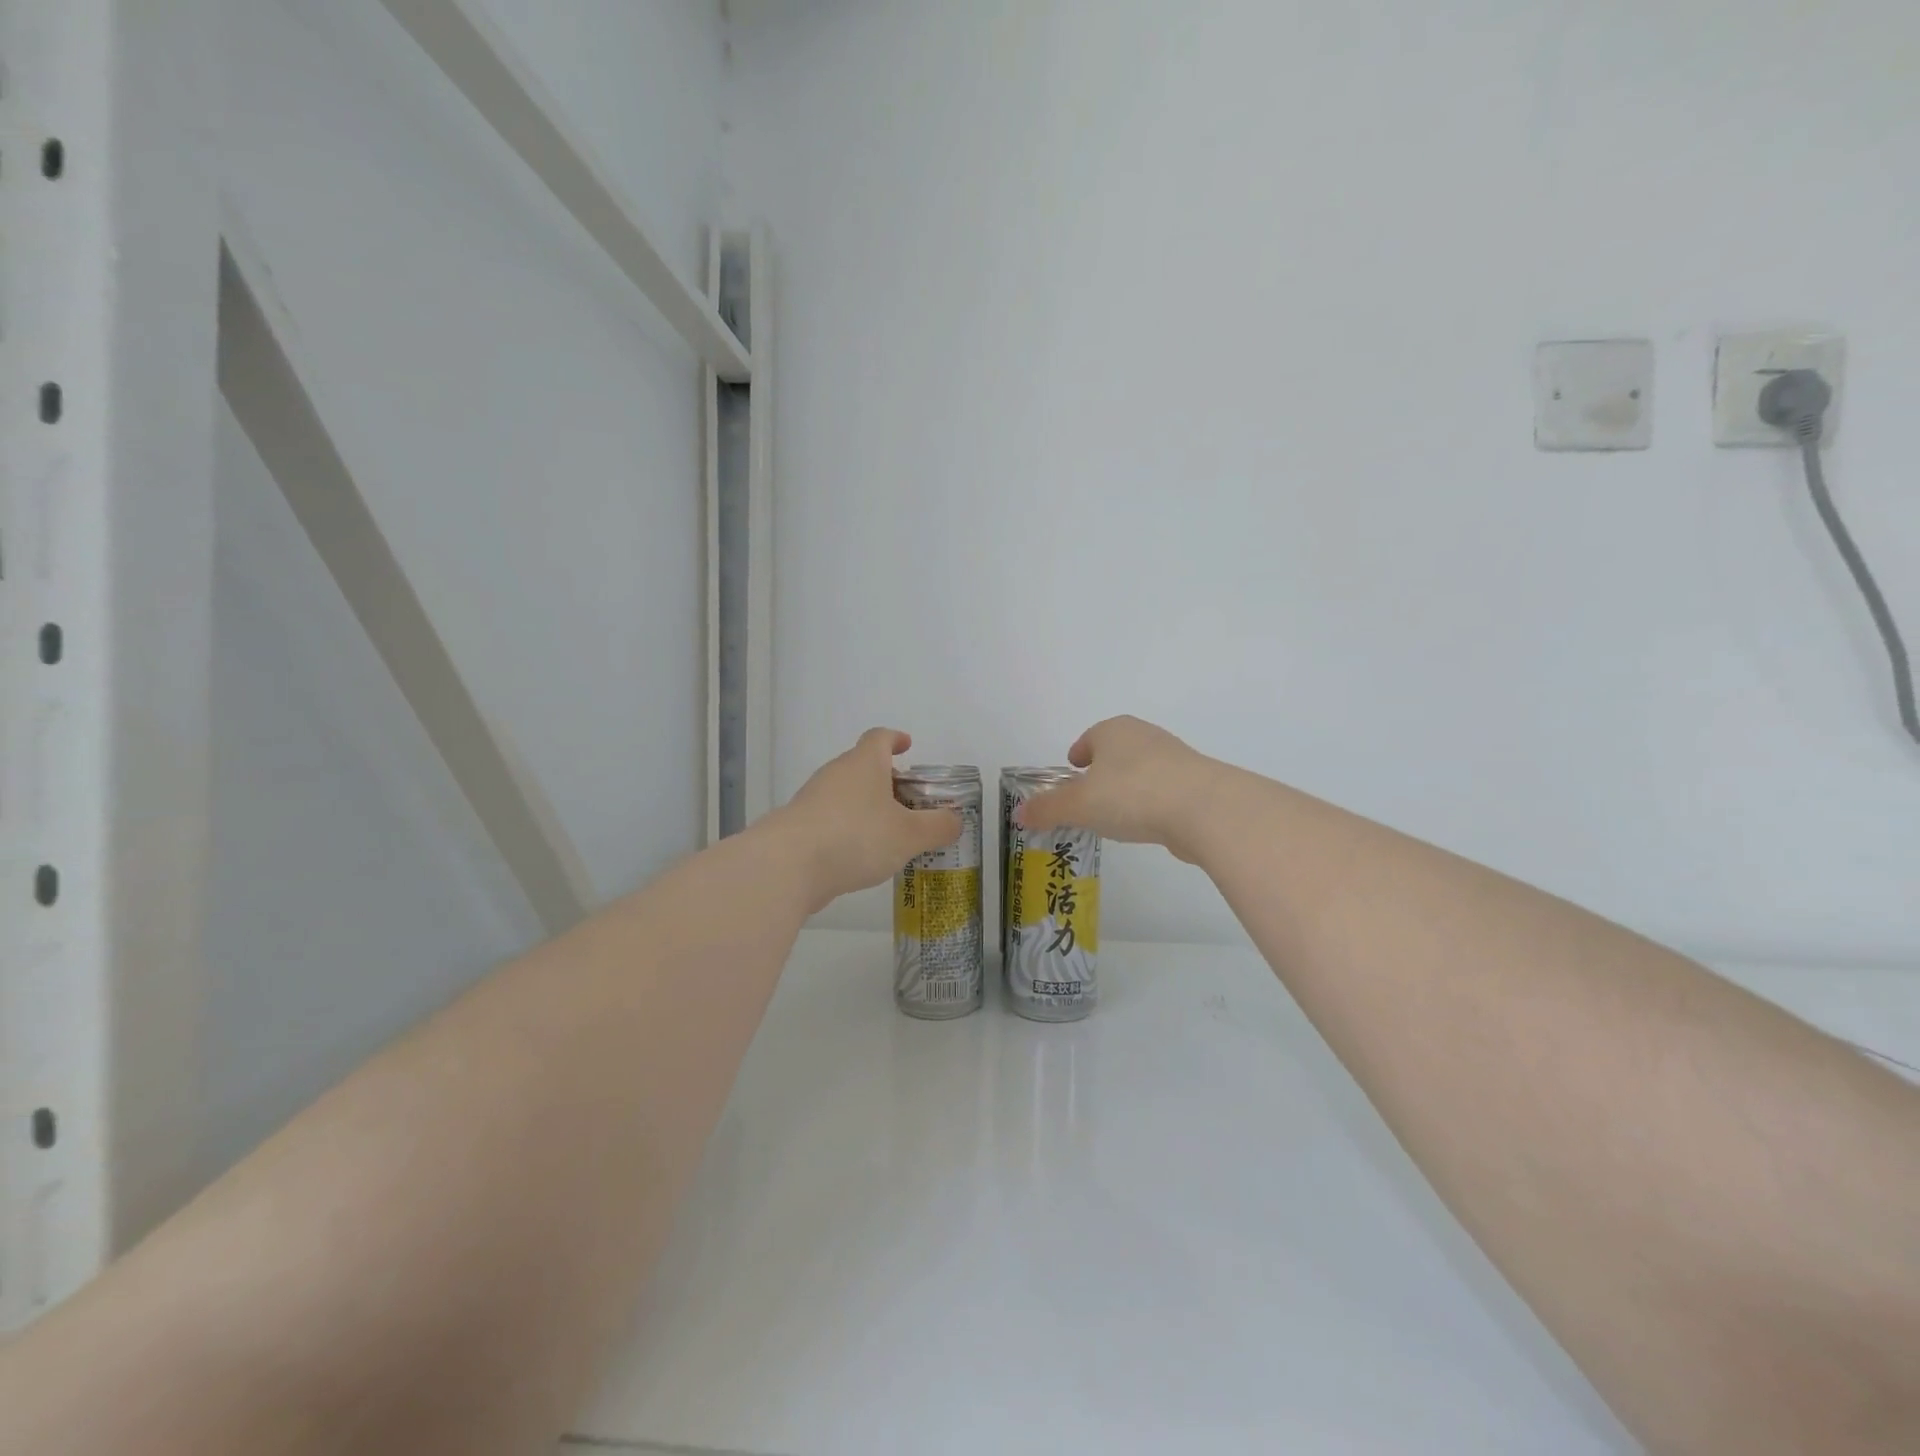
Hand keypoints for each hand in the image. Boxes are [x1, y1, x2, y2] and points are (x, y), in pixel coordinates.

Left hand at [768, 729, 961, 909]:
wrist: (788, 866)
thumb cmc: (856, 837)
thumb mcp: (910, 835)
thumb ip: (937, 827)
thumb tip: (955, 820)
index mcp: (864, 764)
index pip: (879, 738)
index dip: (895, 739)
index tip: (907, 745)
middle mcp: (836, 774)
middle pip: (862, 767)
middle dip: (886, 781)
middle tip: (908, 802)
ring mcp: (812, 800)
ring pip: (846, 796)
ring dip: (867, 809)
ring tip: (890, 835)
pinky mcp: (798, 828)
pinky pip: (831, 821)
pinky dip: (848, 831)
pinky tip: (861, 857)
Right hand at [1014, 716, 1220, 861]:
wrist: (1204, 808)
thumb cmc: (1131, 794)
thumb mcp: (1078, 805)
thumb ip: (1047, 809)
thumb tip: (1019, 813)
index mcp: (1113, 731)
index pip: (1090, 737)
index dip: (1078, 754)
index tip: (1072, 770)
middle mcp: (1144, 736)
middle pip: (1116, 752)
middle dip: (1102, 771)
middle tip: (1088, 797)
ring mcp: (1174, 758)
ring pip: (1141, 771)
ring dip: (1127, 788)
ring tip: (1115, 815)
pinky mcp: (1196, 783)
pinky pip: (1163, 791)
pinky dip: (1151, 803)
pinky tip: (1146, 825)